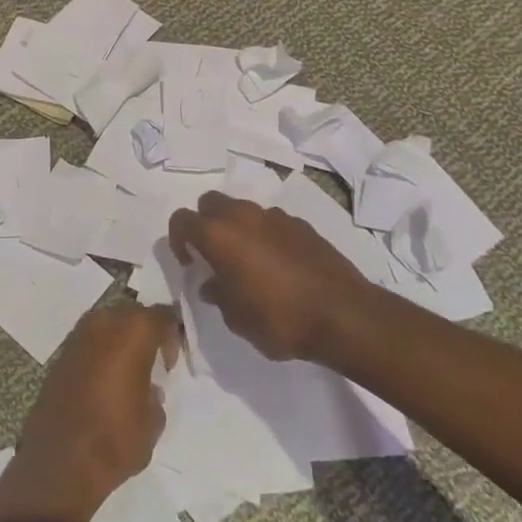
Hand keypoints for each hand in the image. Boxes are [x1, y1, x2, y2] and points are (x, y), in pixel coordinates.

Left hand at [0, 305, 180, 521]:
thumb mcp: (153, 420)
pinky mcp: (61, 353)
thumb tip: (147, 388)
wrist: (59, 461)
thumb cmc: (115, 438)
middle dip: (145, 333)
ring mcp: (79, 335)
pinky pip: (90, 342)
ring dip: (121, 342)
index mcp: (134, 331)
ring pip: (109, 325)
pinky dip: (101, 353)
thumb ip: (155, 393)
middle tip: (153, 363)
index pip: (163, 316)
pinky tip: (105, 380)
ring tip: (128, 372)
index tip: (172, 360)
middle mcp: (105, 322)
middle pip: (133, 316)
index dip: (172, 334)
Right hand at [168, 191, 374, 361]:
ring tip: (247, 263)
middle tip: (212, 255)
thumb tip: (212, 284)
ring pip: (243, 210)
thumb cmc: (279, 318)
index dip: (178, 240)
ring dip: (237, 229)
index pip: (182, 220)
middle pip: (211, 203)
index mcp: (220, 235)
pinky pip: (271, 222)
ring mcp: (275, 216)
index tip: (189, 263)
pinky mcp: (301, 224)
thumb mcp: (237, 318)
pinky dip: (265, 236)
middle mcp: (244, 215)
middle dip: (205, 223)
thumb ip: (218, 295)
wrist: (342, 314)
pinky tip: (277, 266)